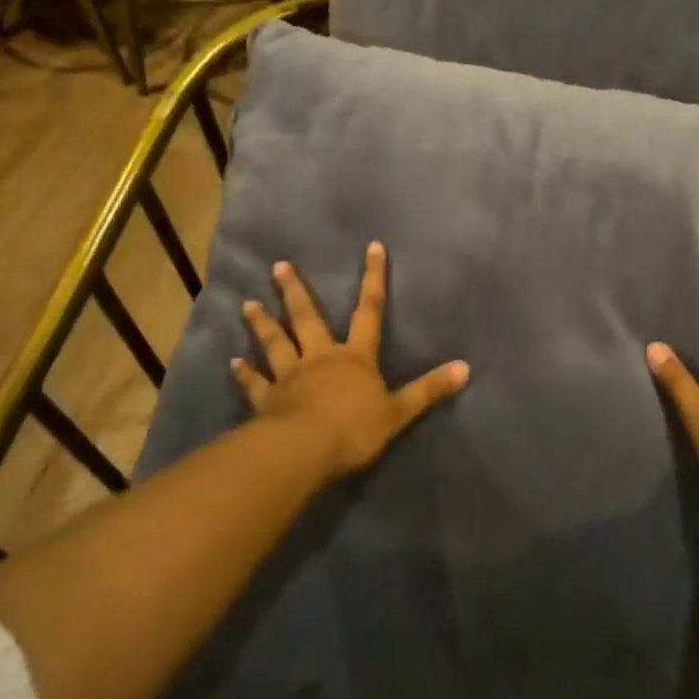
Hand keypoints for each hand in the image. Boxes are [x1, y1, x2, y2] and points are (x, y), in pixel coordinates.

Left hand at [233, 242, 468, 481]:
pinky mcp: (266, 400)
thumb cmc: (353, 429)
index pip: (370, 311)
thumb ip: (429, 389)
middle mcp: (320, 358)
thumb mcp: (399, 411)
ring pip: (275, 343)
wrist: (304, 451)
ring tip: (247, 304)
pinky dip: (243, 373)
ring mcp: (290, 377)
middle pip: (308, 318)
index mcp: (355, 357)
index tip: (372, 247)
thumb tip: (466, 367)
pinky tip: (232, 362)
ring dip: (262, 323)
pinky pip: (254, 383)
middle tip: (278, 266)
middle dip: (295, 291)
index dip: (373, 279)